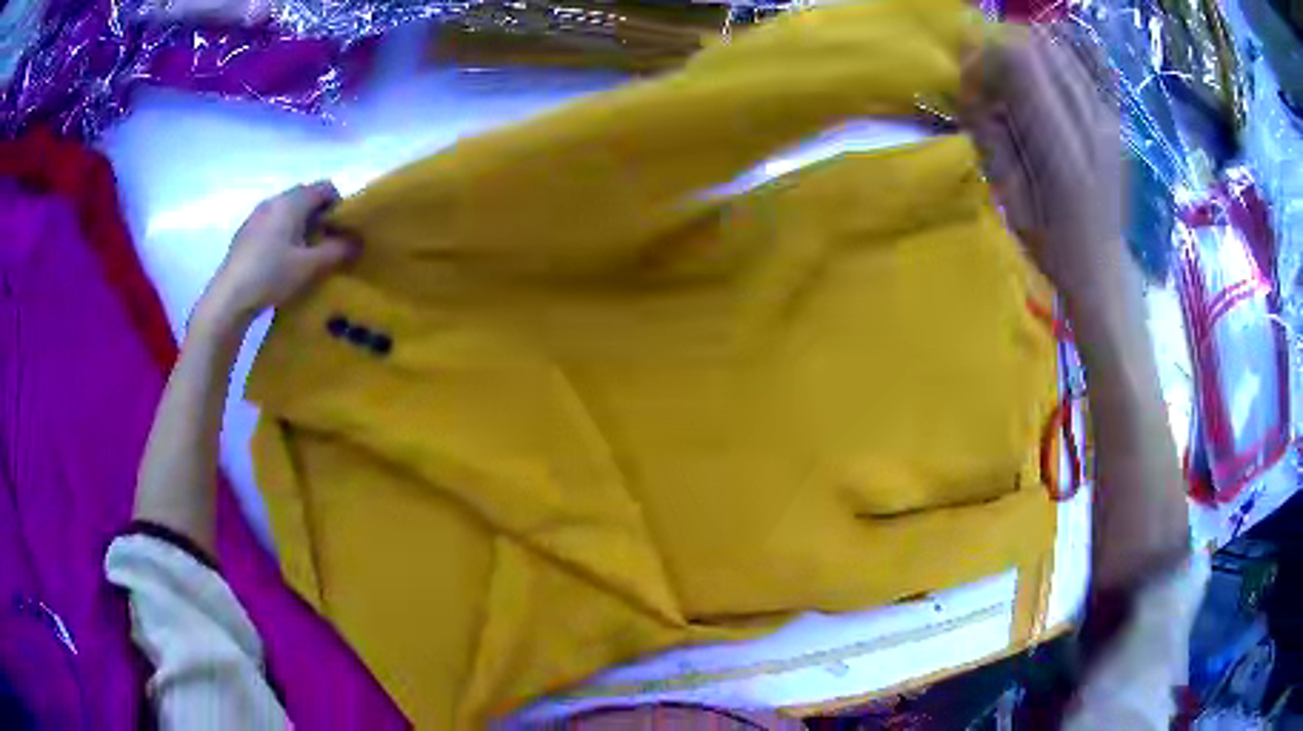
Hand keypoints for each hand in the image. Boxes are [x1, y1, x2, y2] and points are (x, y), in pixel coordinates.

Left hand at [198, 181, 357, 331]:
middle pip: (305, 198)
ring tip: (302, 256)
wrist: (228, 299)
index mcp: (292, 202)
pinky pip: (271, 225)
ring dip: (300, 227)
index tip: (341, 231)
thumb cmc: (271, 275)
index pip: (325, 187)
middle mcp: (274, 201)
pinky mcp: (244, 233)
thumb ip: (336, 251)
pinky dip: (282, 235)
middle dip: (319, 217)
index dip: (339, 205)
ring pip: (287, 212)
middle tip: (325, 245)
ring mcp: (256, 216)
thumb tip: (356, 241)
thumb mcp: (310, 266)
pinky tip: (279, 263)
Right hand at [960, 27, 1124, 307]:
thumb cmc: (1052, 246)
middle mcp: (1091, 124)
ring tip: (1019, 91)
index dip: (986, 62)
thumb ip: (990, 137)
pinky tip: (1046, 87)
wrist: (1102, 268)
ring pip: (1059, 49)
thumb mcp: (1009, 199)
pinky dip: (1054, 61)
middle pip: (1039, 46)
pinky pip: (1081, 64)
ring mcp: (1108, 118)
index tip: (975, 92)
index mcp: (1064, 152)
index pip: (1020, 61)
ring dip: (1028, 58)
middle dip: (1004, 56)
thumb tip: (970, 86)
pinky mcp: (1113, 117)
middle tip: (994, 90)